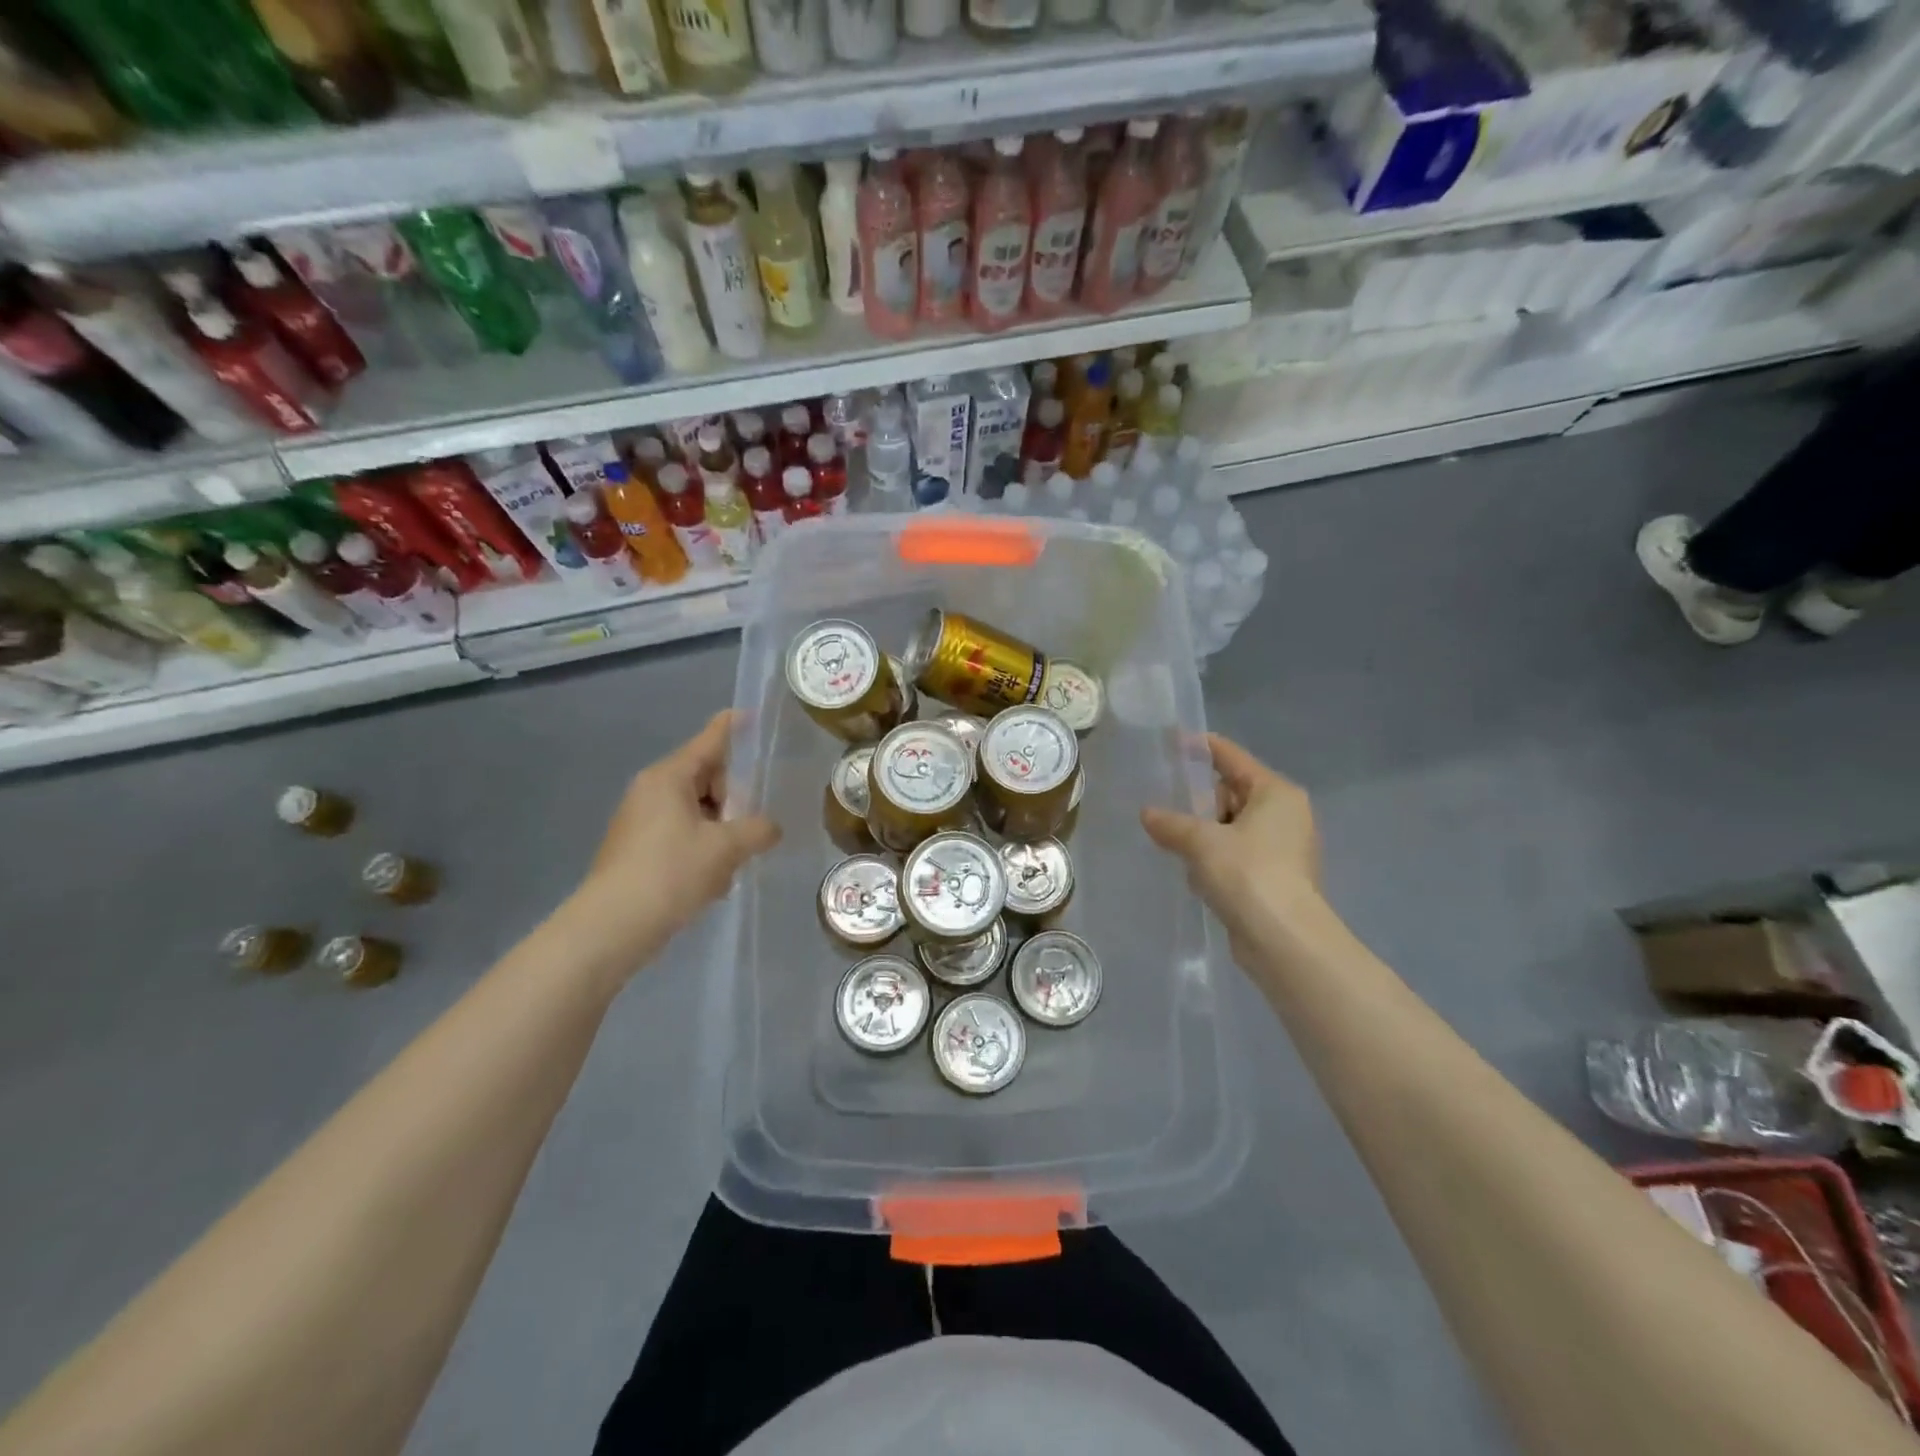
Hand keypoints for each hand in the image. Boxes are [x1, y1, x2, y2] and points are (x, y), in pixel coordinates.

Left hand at [569, 712, 779, 970]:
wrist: (611, 928)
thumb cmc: (670, 873)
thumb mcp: (726, 848)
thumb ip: (758, 830)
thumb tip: (770, 828)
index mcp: (669, 777)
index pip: (709, 740)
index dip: (734, 727)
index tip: (753, 714)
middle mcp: (651, 791)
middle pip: (706, 778)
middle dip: (734, 799)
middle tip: (751, 827)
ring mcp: (641, 821)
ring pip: (697, 811)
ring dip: (721, 831)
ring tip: (733, 863)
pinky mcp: (638, 850)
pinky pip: (682, 835)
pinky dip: (703, 849)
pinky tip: (713, 881)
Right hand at [1141, 734, 1322, 961]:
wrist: (1284, 940)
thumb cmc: (1248, 874)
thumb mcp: (1201, 842)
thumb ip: (1171, 824)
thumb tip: (1147, 814)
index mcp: (1276, 793)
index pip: (1233, 758)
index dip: (1202, 748)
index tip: (1174, 740)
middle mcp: (1285, 815)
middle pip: (1232, 793)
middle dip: (1199, 801)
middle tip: (1166, 804)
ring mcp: (1283, 848)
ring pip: (1232, 827)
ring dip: (1204, 834)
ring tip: (1172, 840)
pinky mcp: (1275, 878)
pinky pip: (1237, 854)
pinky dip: (1216, 858)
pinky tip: (1194, 872)